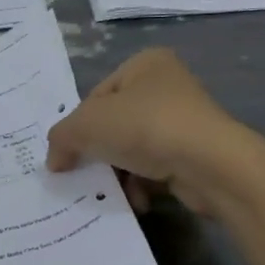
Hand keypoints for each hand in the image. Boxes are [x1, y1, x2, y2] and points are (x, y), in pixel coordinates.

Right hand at [45, 49, 258, 215]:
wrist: (210, 165)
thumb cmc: (146, 128)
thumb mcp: (87, 125)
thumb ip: (61, 137)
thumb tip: (55, 160)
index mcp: (145, 64)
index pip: (96, 96)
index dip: (77, 126)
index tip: (68, 154)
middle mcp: (167, 87)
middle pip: (114, 124)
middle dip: (98, 153)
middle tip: (83, 176)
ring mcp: (184, 121)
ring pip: (133, 150)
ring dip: (118, 174)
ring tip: (110, 193)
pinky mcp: (195, 154)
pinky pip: (155, 169)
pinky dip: (142, 186)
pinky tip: (137, 200)